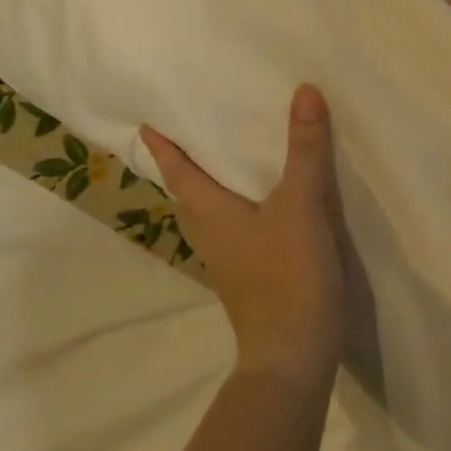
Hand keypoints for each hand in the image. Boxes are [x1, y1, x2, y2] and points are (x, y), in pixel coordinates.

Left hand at [141, 84, 347, 380]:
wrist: (293, 361)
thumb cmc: (288, 277)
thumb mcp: (301, 206)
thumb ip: (304, 150)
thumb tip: (304, 90)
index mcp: (211, 214)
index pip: (178, 172)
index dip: (163, 147)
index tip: (146, 124)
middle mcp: (211, 236)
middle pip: (187, 194)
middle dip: (184, 165)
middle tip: (191, 134)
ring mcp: (228, 262)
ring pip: (208, 215)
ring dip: (208, 188)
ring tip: (224, 163)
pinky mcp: (248, 279)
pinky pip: (232, 232)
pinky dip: (235, 210)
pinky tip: (261, 207)